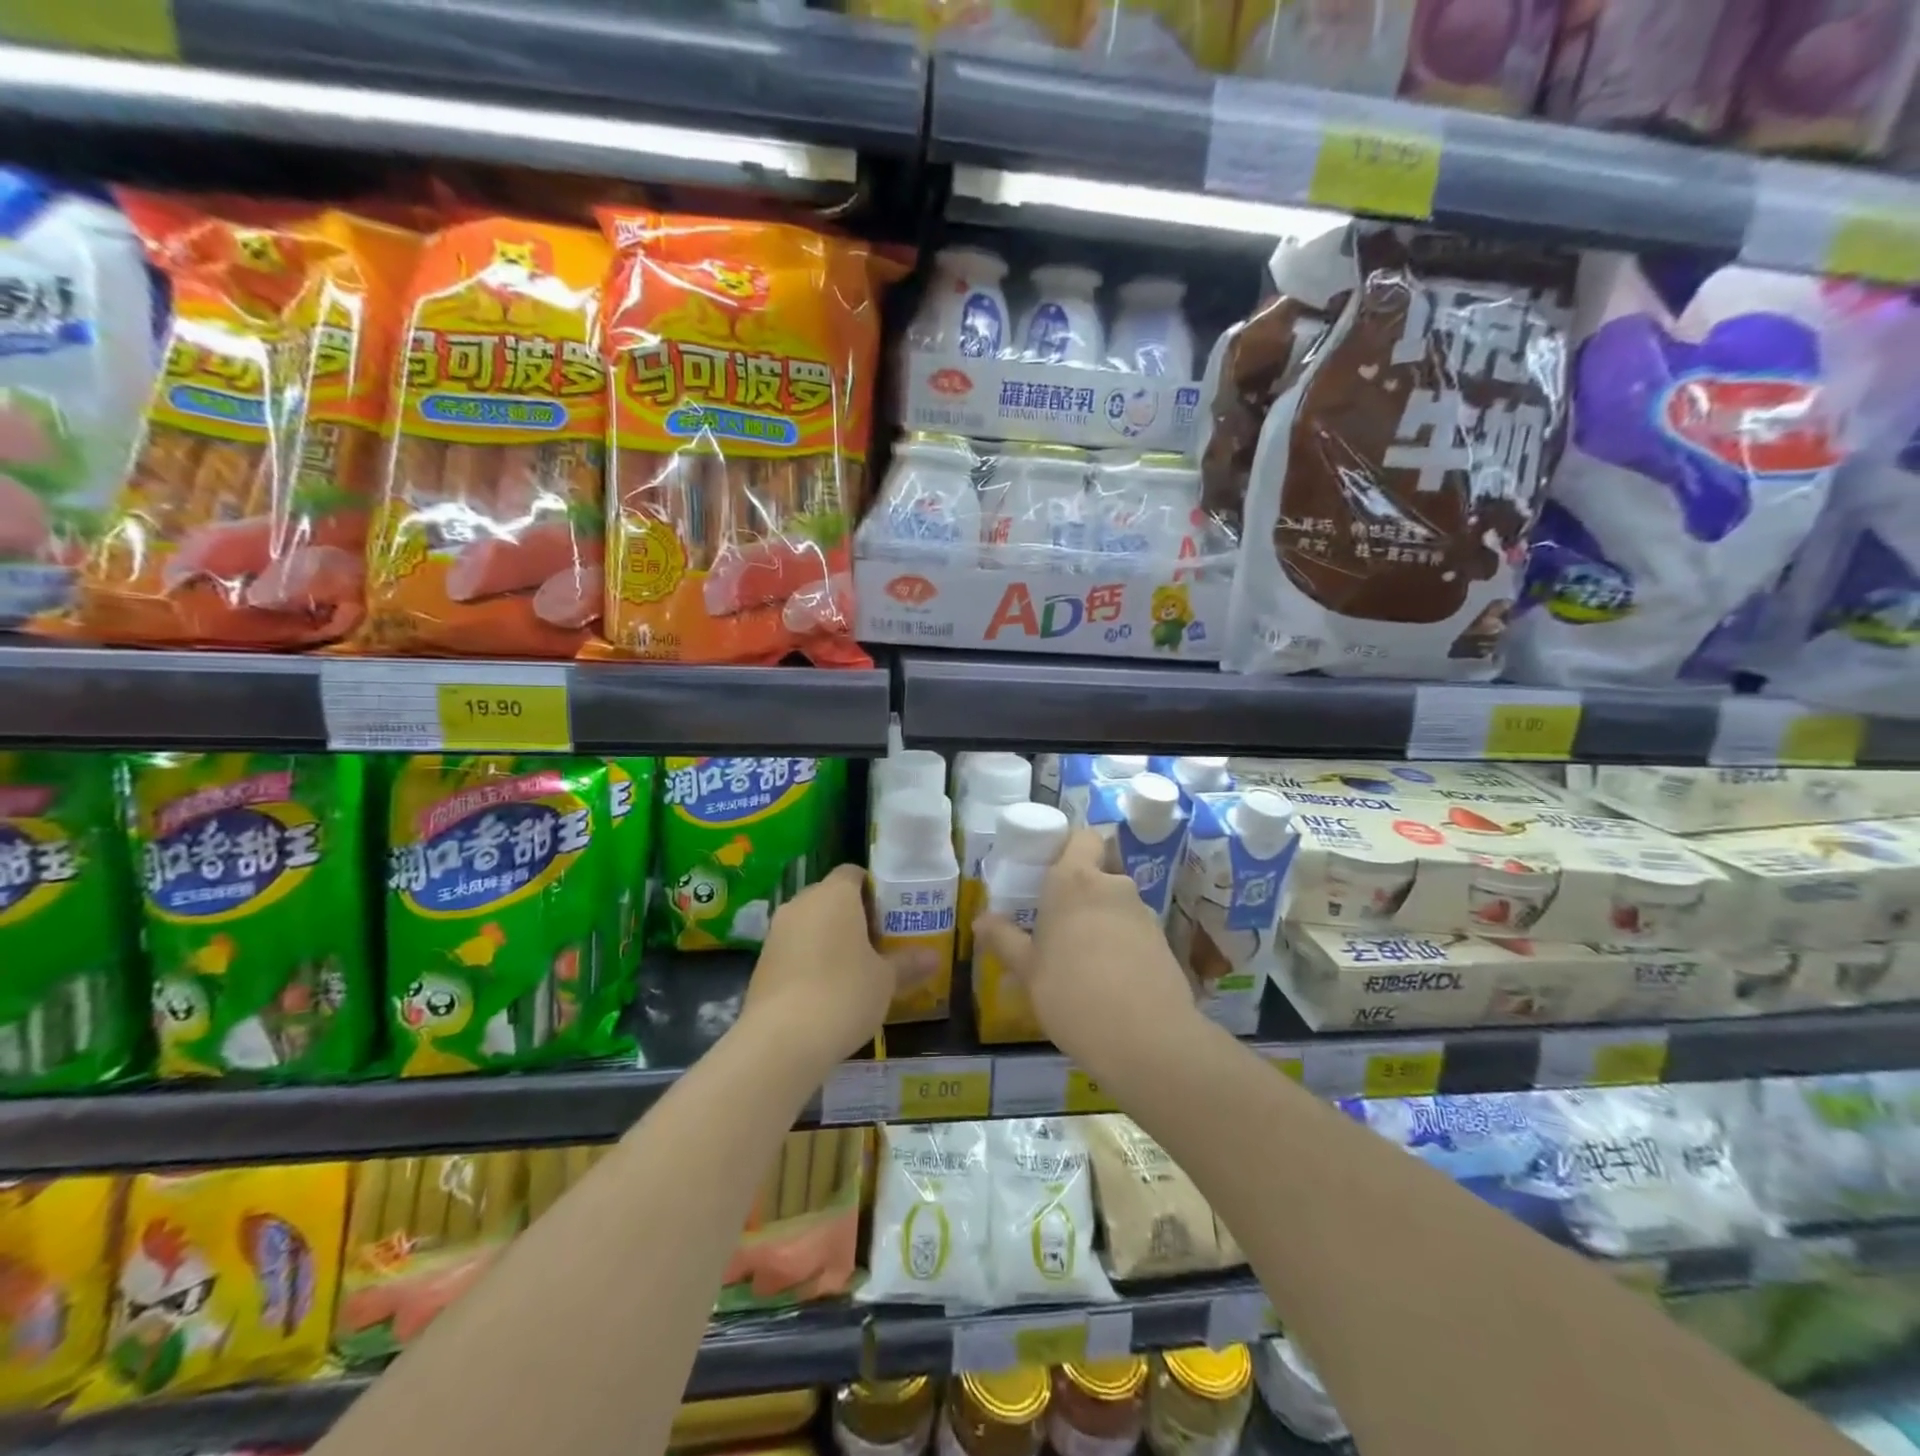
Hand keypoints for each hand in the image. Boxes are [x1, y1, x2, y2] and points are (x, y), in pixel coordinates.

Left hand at [741, 864, 898, 1075]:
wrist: (782, 1039)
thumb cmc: (844, 994)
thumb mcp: (886, 980)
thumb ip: (908, 963)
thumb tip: (934, 957)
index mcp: (835, 894)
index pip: (853, 873)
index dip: (873, 889)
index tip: (890, 914)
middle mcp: (802, 903)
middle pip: (831, 897)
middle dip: (853, 915)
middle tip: (878, 942)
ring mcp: (776, 931)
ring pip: (810, 922)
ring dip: (829, 937)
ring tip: (854, 967)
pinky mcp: (762, 961)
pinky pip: (793, 948)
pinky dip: (809, 959)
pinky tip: (826, 989)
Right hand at [972, 830, 1198, 1072]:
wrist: (1145, 1038)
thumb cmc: (1071, 993)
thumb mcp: (1027, 970)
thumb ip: (1004, 940)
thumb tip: (981, 920)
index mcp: (1074, 881)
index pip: (1082, 837)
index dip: (1070, 848)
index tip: (1050, 872)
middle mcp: (1112, 886)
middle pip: (1098, 873)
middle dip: (1082, 892)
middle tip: (1059, 924)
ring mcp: (1144, 913)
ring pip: (1117, 904)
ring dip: (1102, 921)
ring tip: (1083, 960)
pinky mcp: (1164, 942)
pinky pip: (1135, 932)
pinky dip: (1123, 945)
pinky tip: (1111, 981)